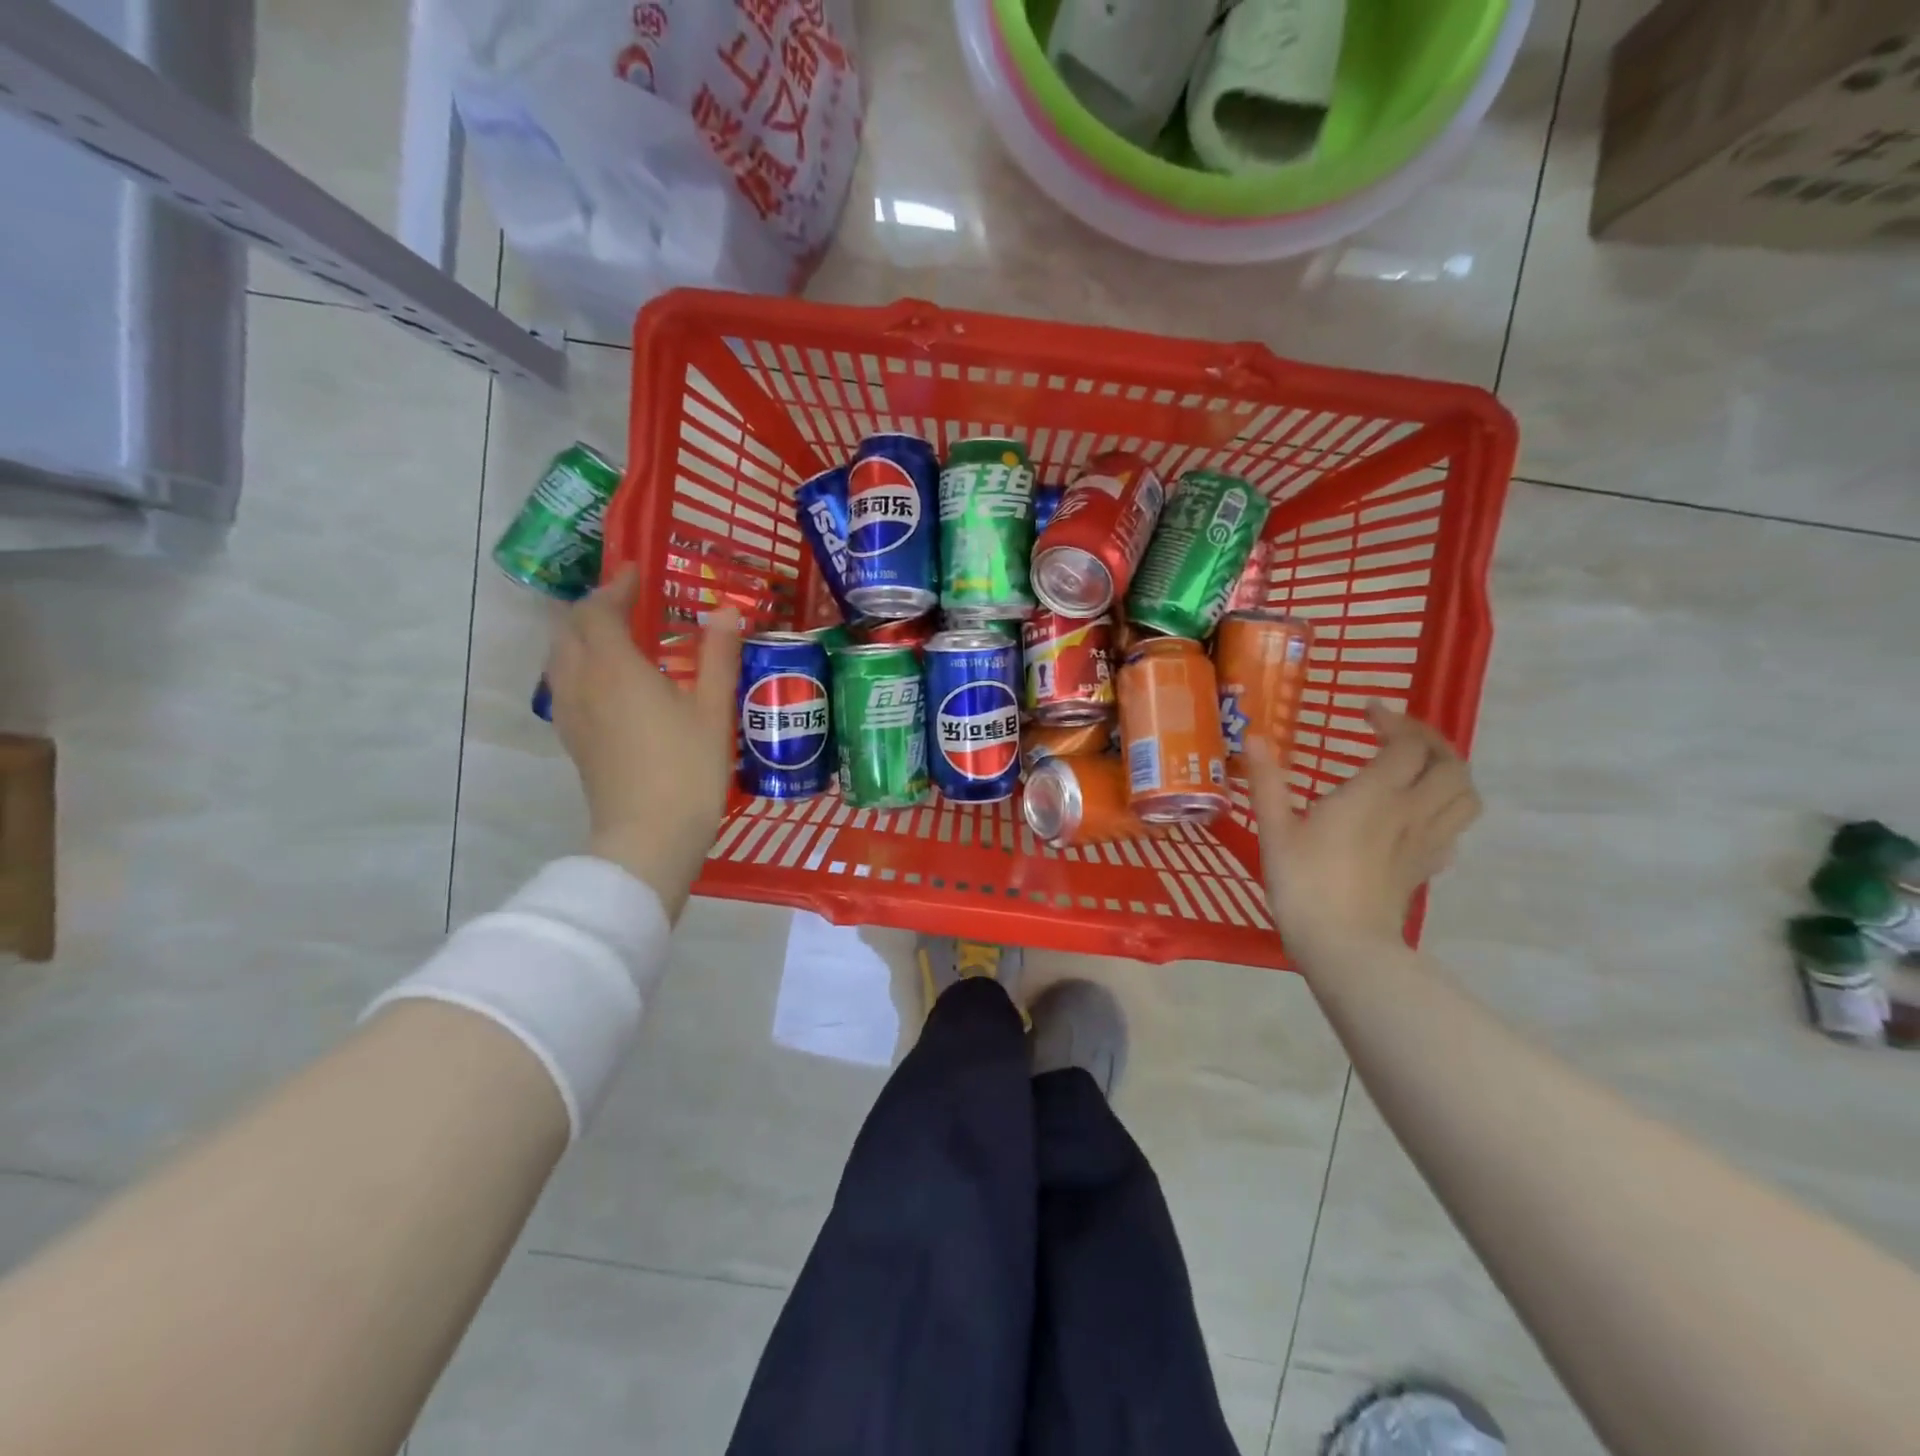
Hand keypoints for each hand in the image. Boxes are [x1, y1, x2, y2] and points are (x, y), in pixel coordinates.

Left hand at [545, 567, 741, 919]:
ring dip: (580, 634)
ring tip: (615, 636)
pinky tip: (608, 682)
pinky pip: (564, 685)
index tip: (637, 573)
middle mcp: (582, 682)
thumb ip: (719, 655)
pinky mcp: (574, 740)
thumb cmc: (687, 769)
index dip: (617, 586)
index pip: (600, 609)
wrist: (648, 837)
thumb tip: (727, 611)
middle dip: (594, 607)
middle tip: (628, 602)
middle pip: (569, 628)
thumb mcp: (713, 710)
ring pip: (559, 656)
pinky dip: (579, 665)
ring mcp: (571, 713)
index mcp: (615, 667)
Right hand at [1243, 703, 1480, 955]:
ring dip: (1449, 772)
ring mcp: (1425, 842)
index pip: (1407, 744)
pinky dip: (1444, 811)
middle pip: (1450, 764)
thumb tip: (1254, 738)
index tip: (1366, 712)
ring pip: (1465, 796)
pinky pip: (1453, 829)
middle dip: (1430, 740)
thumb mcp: (1275, 830)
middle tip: (1398, 735)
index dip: (1393, 721)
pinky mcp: (1427, 868)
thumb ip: (1268, 781)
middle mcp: (1411, 811)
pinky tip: (1418, 815)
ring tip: (1418, 769)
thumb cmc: (1304, 883)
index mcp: (1375, 795)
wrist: (1344, 946)